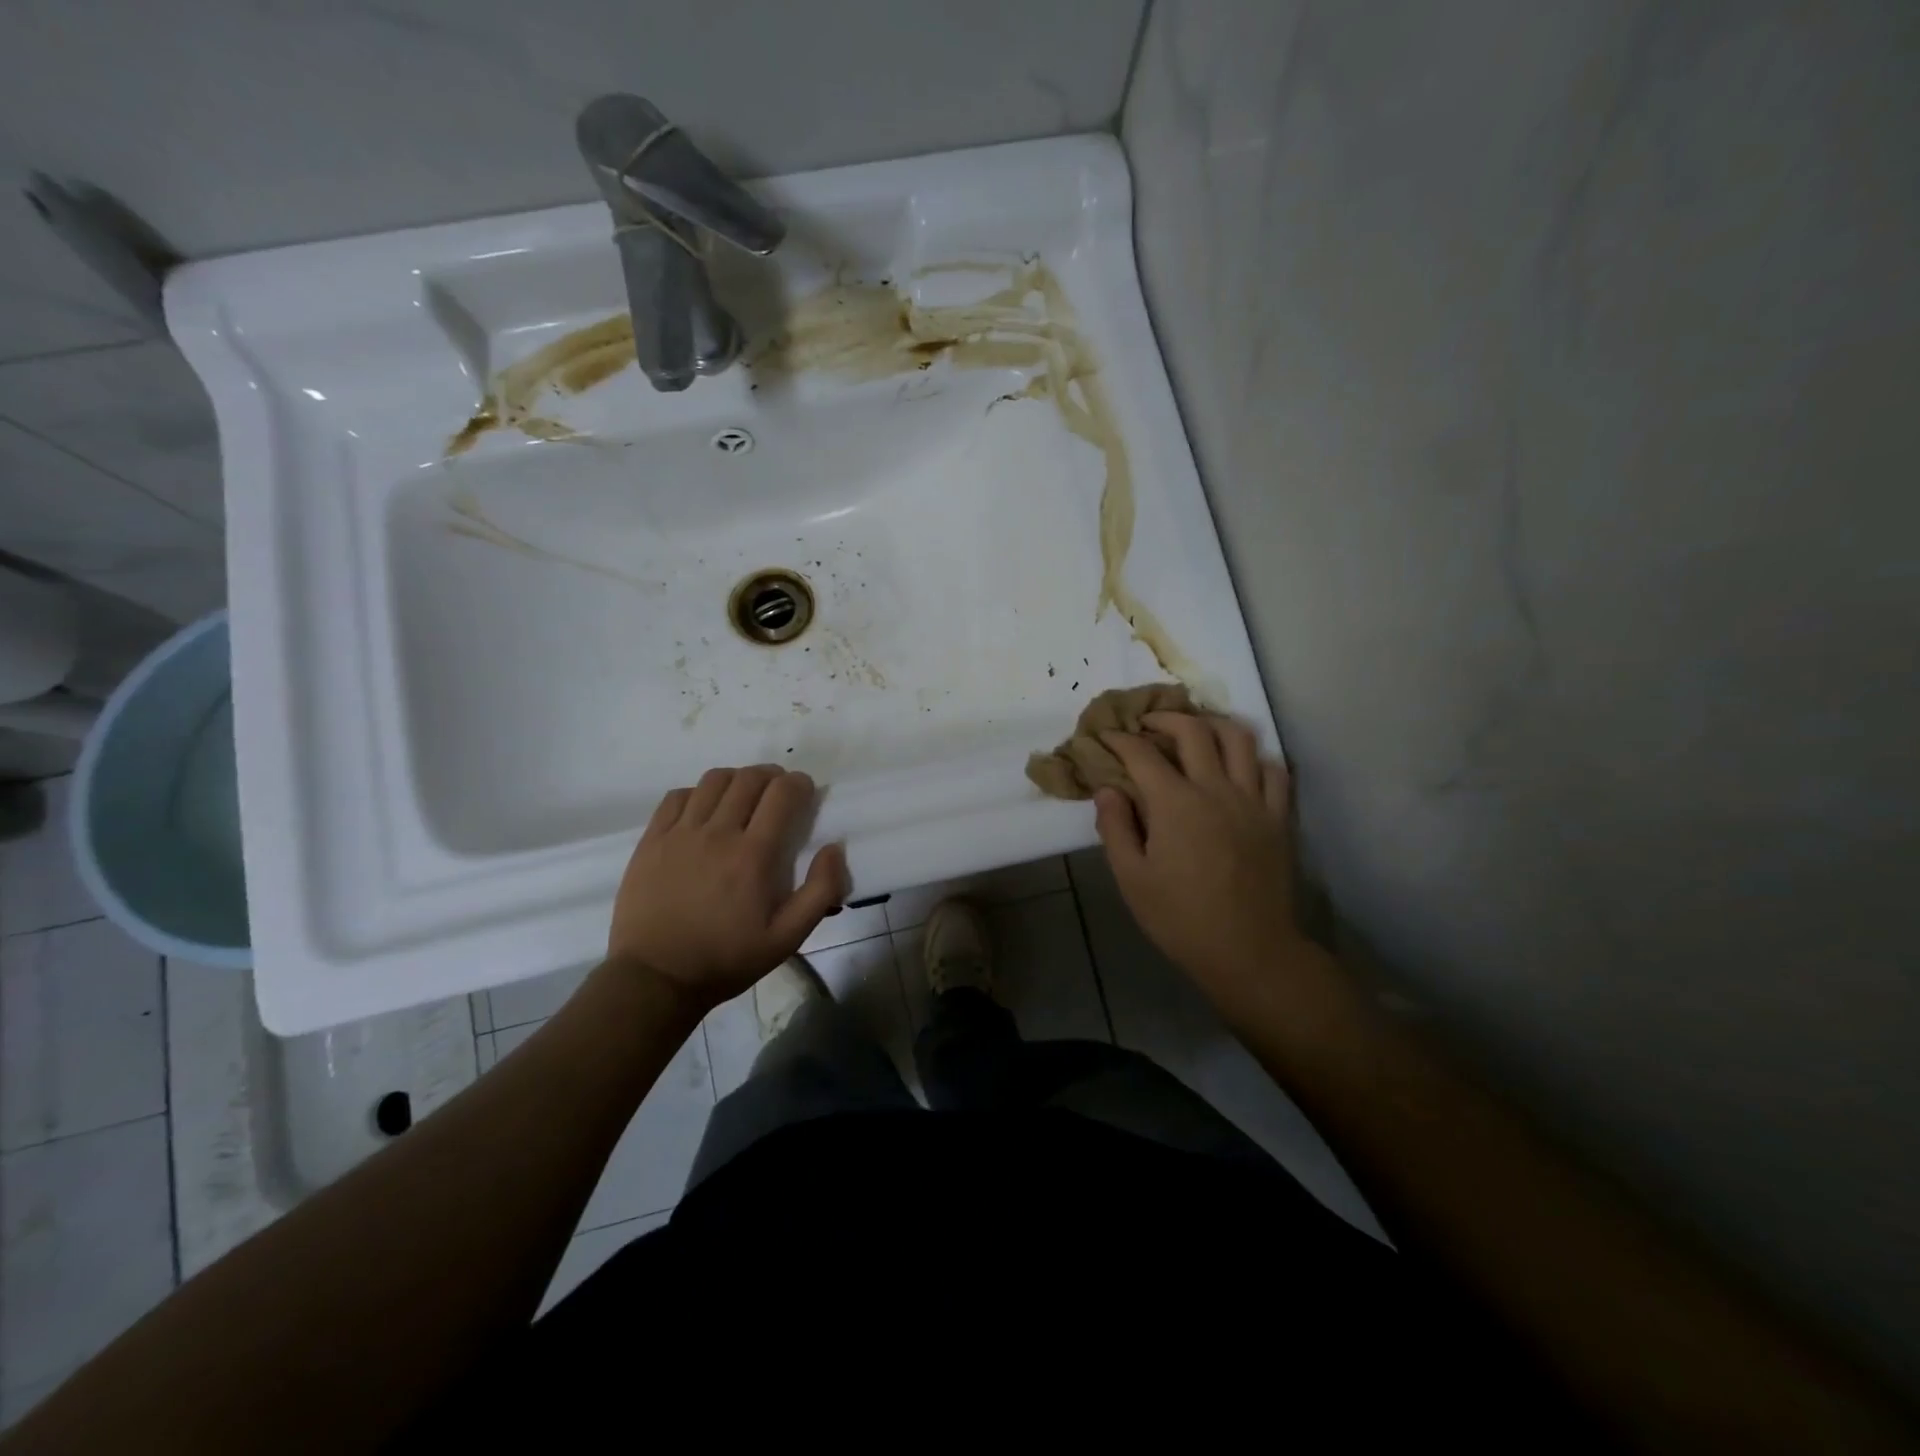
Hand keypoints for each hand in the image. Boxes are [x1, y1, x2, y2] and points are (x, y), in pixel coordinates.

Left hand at [608, 765, 848, 1011]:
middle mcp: (718, 833)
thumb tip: (834, 848)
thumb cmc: (727, 959)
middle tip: (779, 792)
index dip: (800, 784)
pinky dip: (698, 793)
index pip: (782, 793)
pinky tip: (704, 811)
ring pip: (714, 780)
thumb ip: (820, 891)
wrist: (655, 978)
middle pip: (749, 778)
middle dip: (772, 776)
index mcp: (753, 855)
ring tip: (744, 796)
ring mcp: (680, 833)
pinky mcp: (652, 839)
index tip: (805, 793)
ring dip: (737, 779)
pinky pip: (677, 796)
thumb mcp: (787, 938)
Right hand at [1095, 714, 1306, 989]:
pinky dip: (1255, 757)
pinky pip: (1274, 770)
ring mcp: (1253, 800)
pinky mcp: (1278, 817)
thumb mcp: (1131, 879)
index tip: (1104, 736)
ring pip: (1239, 738)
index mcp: (1175, 803)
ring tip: (1196, 731)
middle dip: (1165, 718)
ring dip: (1213, 725)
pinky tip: (1240, 766)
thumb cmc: (1181, 918)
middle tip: (1147, 724)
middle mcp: (1216, 789)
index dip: (1119, 739)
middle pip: (1193, 730)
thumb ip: (1115, 828)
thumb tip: (1107, 790)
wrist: (1249, 952)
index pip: (1142, 754)